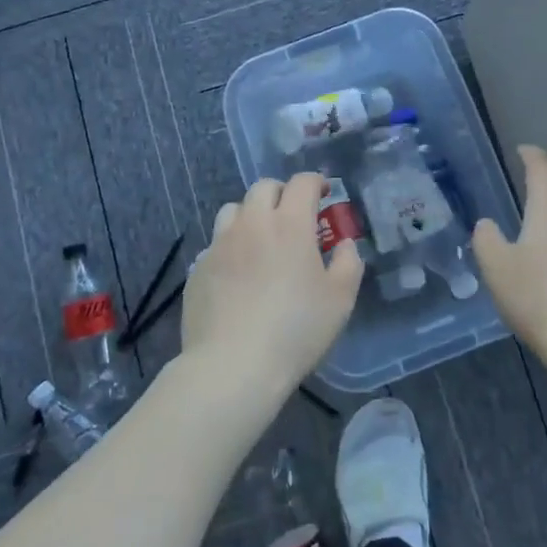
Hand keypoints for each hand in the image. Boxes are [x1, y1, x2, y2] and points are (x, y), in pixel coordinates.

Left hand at [180, 174, 363, 401]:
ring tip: (261, 238)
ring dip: (251, 214)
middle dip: (282, 193)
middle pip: (264, 188)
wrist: (233, 365)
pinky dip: (231, 247)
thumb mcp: (340, 299)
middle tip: (293, 214)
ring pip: (233, 210)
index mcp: (290, 224)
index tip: (325, 193)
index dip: (316, 182)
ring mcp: (219, 244)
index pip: (302, 183)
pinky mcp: (198, 268)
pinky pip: (216, 244)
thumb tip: (343, 244)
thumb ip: (348, 262)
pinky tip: (238, 274)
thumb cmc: (296, 330)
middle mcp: (252, 223)